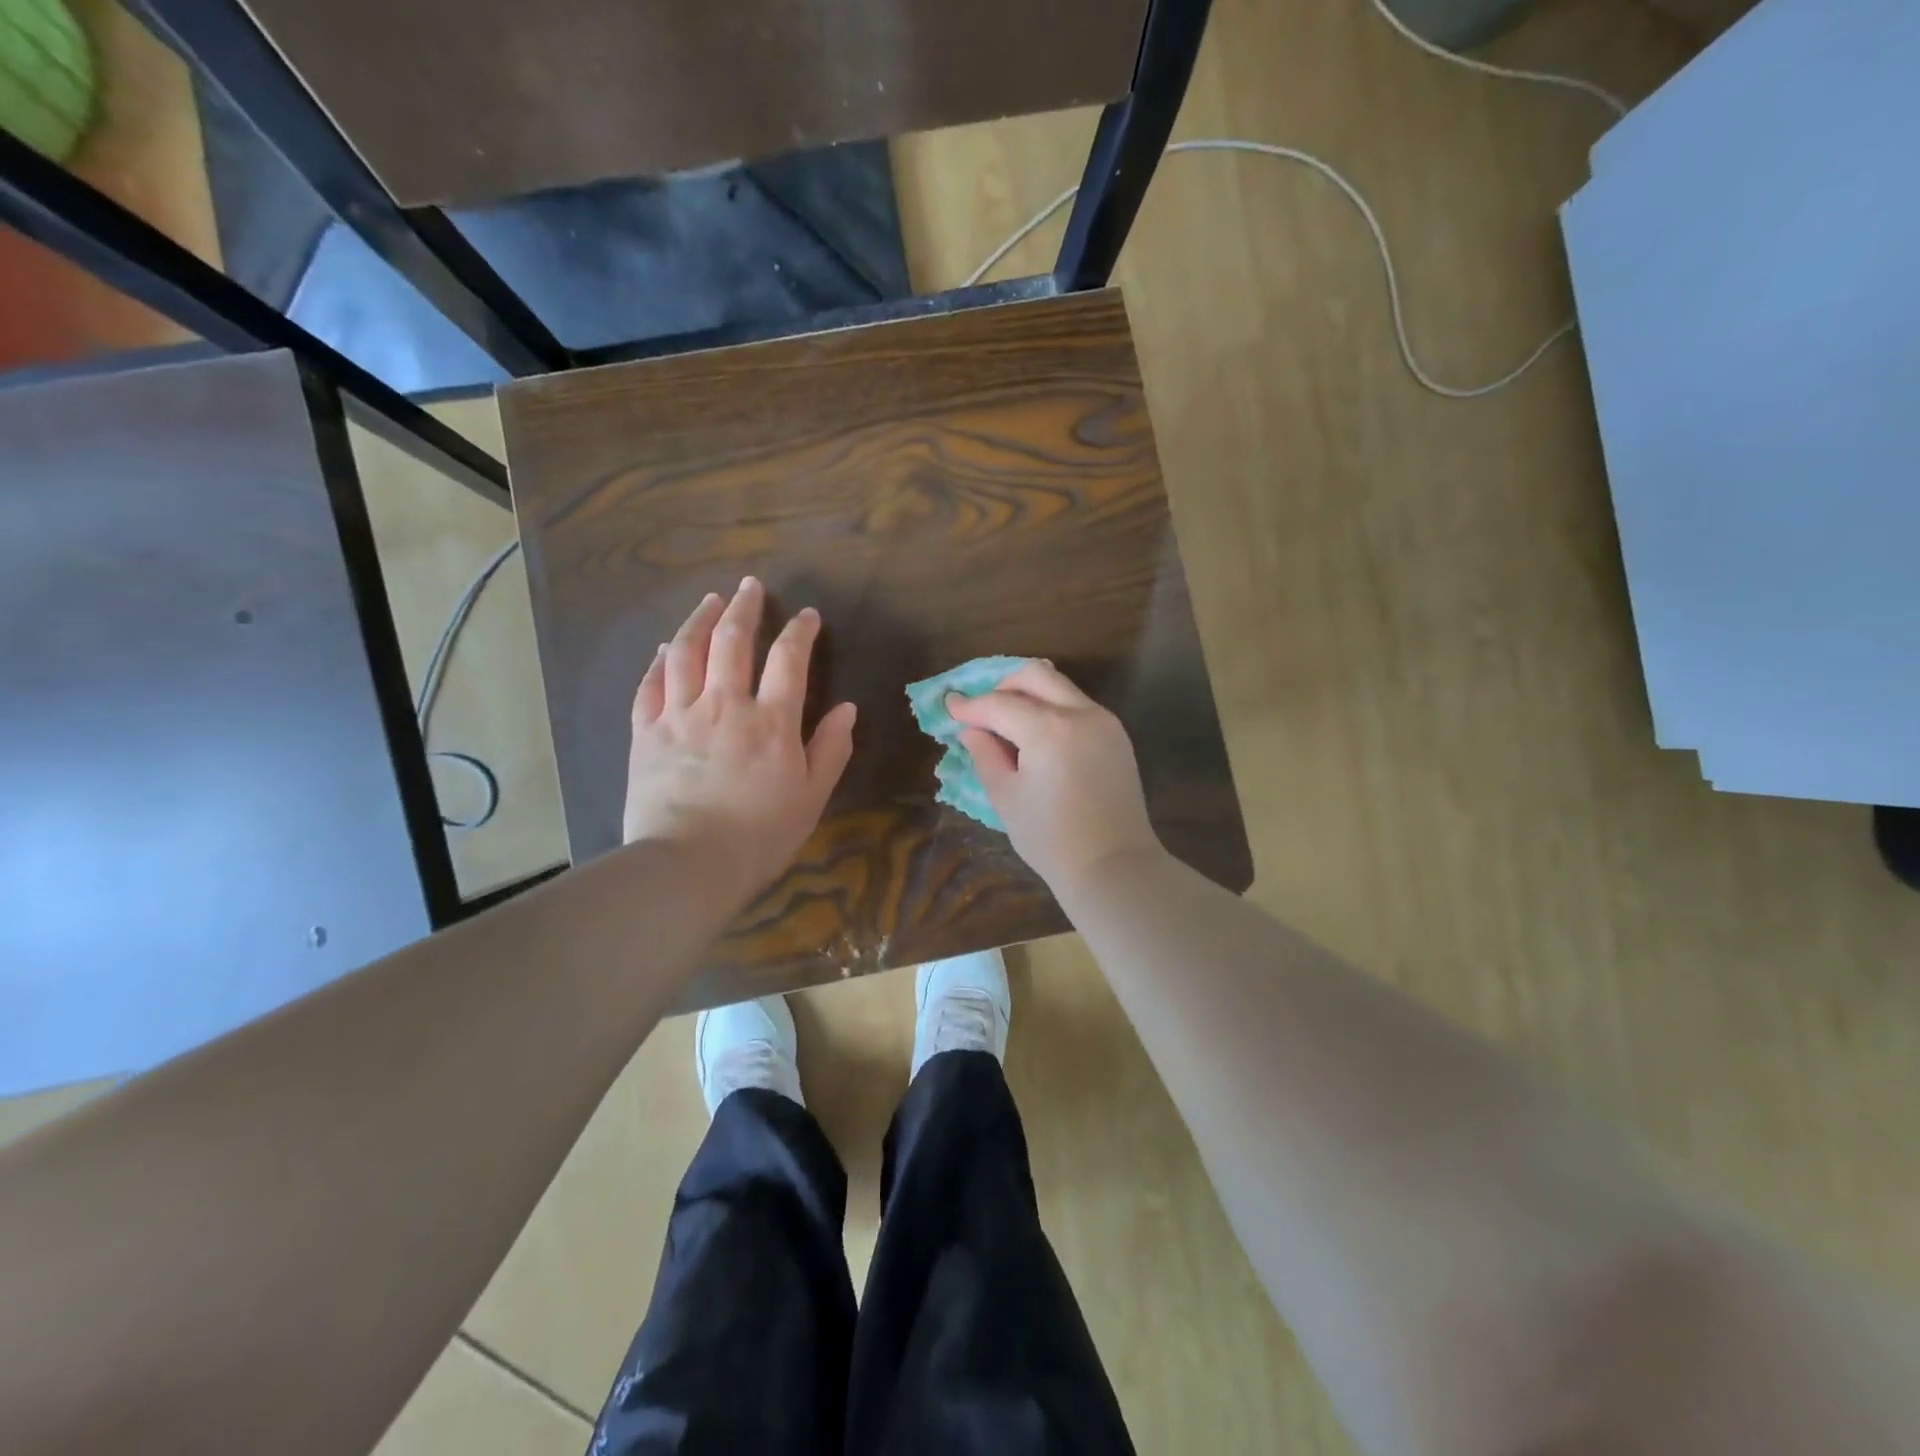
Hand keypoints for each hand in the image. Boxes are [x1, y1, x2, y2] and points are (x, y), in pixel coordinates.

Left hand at [623, 578, 856, 906]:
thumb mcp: (811, 797)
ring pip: (686, 652)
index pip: (789, 660)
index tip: (807, 616)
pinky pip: (650, 685)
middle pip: (732, 641)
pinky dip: (659, 661)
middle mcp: (724, 705)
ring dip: (700, 620)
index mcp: (770, 721)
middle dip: (745, 608)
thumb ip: (830, 749)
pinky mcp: (645, 734)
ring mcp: (679, 716)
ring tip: (710, 600)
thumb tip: (847, 708)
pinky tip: (664, 648)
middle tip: (751, 586)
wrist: (687, 866)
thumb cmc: (759, 836)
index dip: (800, 632)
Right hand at [946, 661, 1162, 890]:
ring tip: (1008, 722)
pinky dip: (1052, 708)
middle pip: (1035, 674)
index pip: (999, 704)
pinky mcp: (1116, 735)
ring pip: (1060, 686)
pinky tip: (1038, 736)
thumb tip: (971, 730)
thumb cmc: (1051, 839)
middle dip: (1003, 685)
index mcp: (1049, 730)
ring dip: (1029, 694)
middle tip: (983, 710)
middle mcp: (1080, 714)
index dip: (970, 706)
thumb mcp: (1006, 797)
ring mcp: (1104, 721)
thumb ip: (985, 755)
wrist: (1113, 865)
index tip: (950, 706)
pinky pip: (1077, 705)